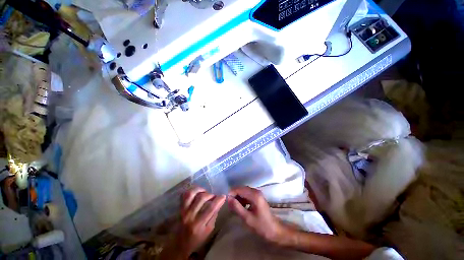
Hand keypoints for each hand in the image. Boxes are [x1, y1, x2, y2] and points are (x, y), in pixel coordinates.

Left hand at [176, 187, 225, 256]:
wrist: (180, 243)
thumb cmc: (197, 238)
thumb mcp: (208, 230)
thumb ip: (214, 215)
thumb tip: (219, 202)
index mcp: (199, 224)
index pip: (211, 208)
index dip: (218, 200)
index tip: (223, 196)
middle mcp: (190, 216)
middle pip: (202, 198)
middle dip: (210, 194)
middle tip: (214, 196)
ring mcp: (183, 211)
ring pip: (191, 193)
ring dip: (200, 189)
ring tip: (205, 192)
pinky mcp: (179, 207)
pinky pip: (184, 194)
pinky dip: (192, 191)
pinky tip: (197, 192)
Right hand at [227, 186, 286, 243]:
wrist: (274, 230)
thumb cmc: (261, 226)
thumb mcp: (247, 218)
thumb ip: (237, 207)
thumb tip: (228, 198)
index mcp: (254, 195)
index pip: (239, 189)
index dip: (231, 193)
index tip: (226, 201)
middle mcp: (256, 191)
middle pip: (241, 189)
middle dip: (234, 195)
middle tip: (229, 205)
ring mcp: (257, 193)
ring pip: (243, 191)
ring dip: (237, 197)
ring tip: (233, 207)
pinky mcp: (257, 197)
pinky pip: (246, 195)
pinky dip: (242, 199)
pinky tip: (239, 207)